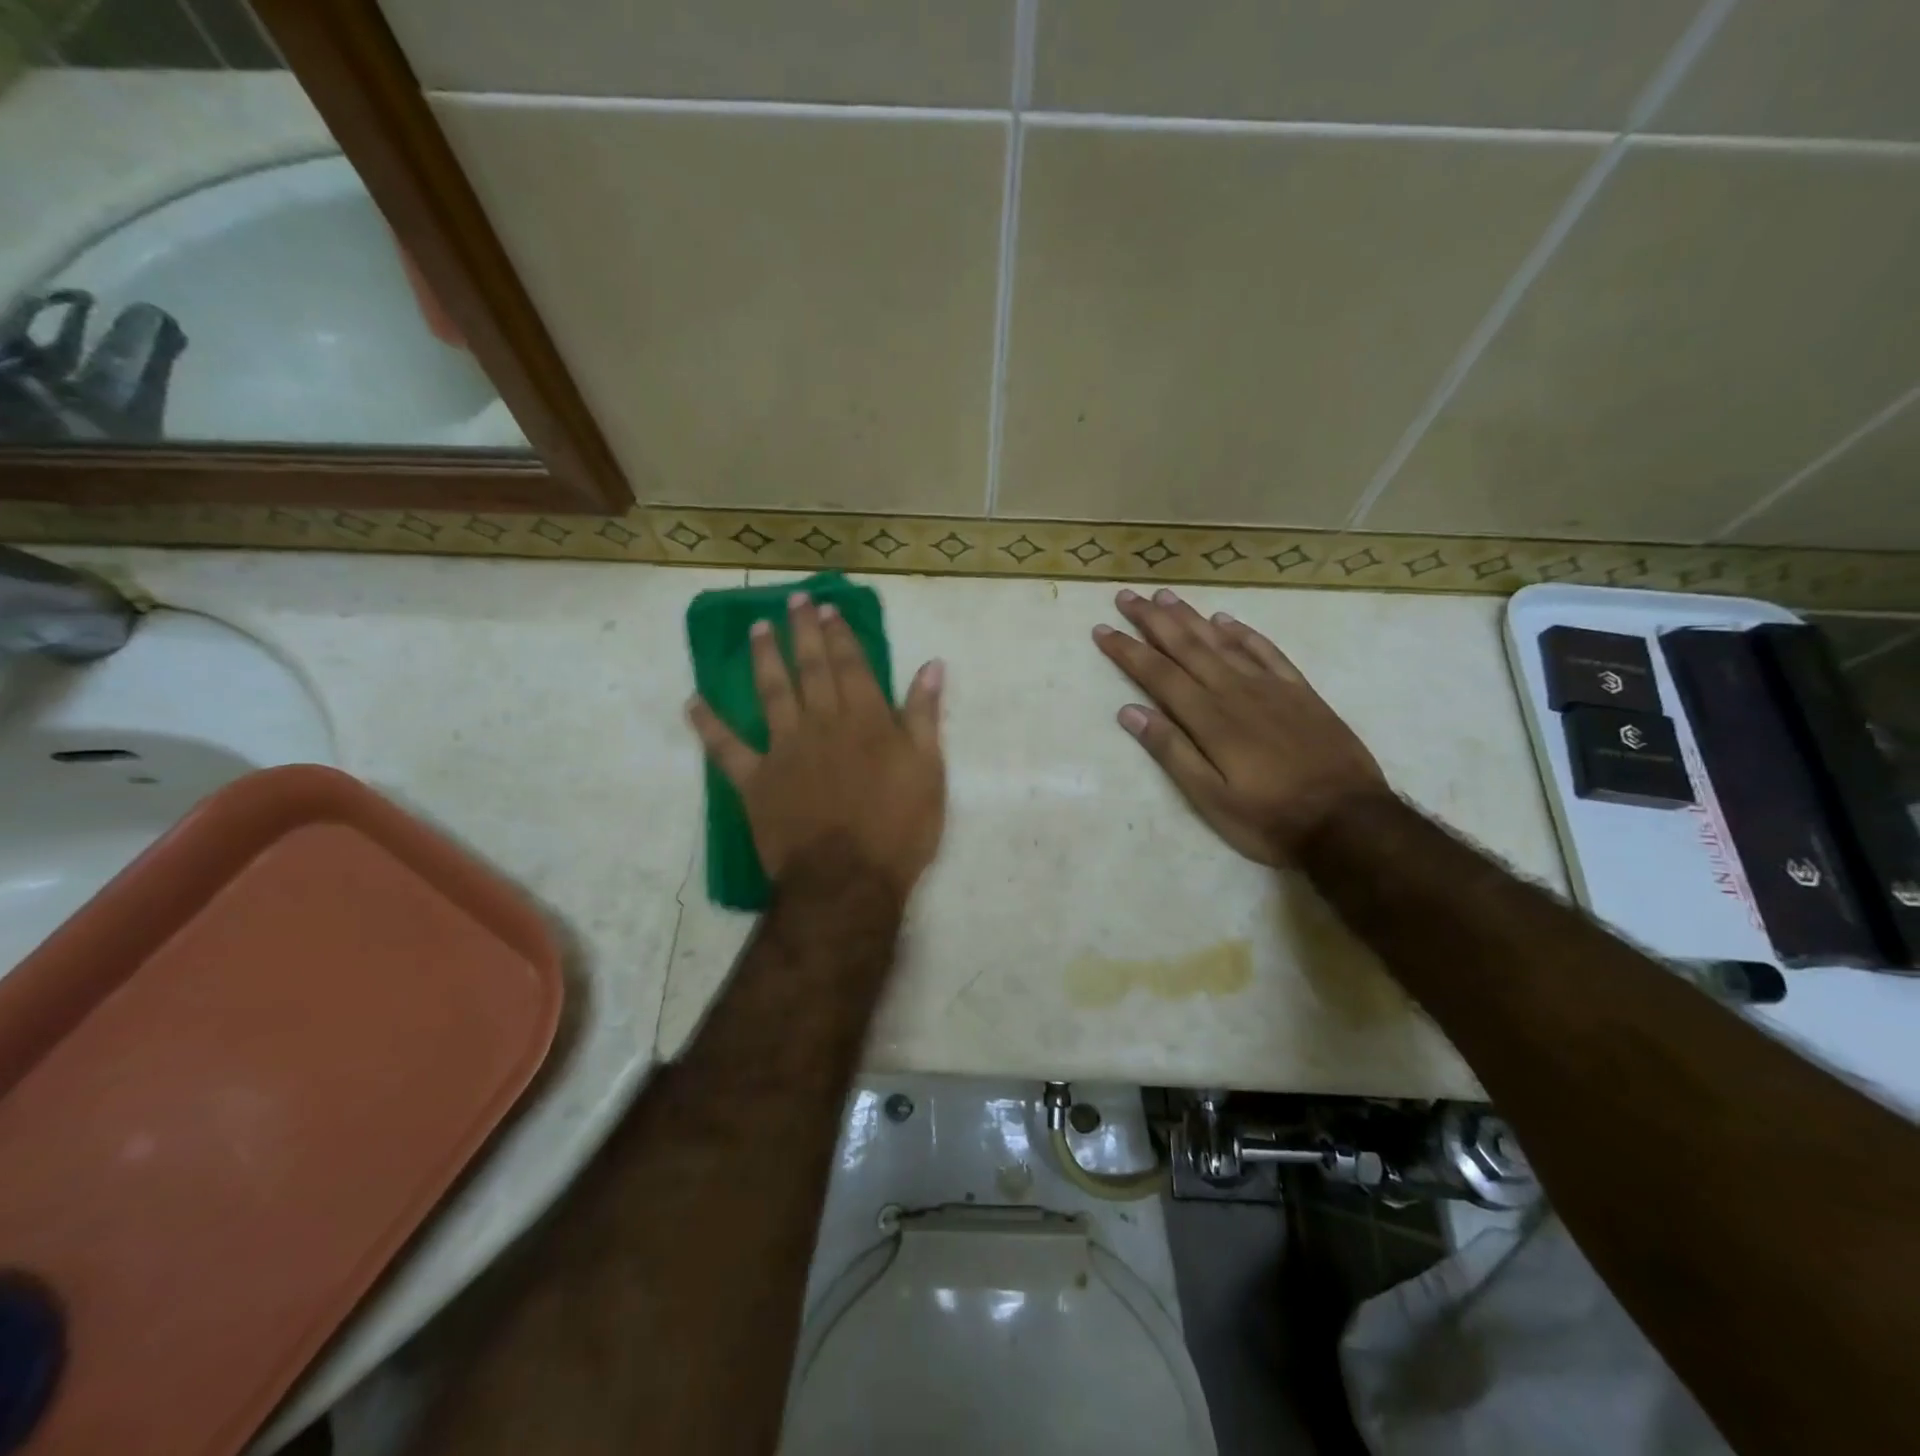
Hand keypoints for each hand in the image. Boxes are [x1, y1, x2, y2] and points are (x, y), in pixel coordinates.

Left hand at [689, 592, 946, 901]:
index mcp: (865, 719)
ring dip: (763, 658)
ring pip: (771, 693)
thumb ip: (924, 715)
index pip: (851, 664)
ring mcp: (784, 749)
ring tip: (756, 630)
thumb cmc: (898, 829)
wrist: (848, 881)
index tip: (827, 609)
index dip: (839, 634)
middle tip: (792, 601)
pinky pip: (726, 748)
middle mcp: (821, 723)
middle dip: (801, 632)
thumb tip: (931, 665)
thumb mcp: (928, 770)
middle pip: (810, 668)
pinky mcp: (755, 780)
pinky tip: (694, 703)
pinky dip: (708, 725)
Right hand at [1093, 588, 1386, 863]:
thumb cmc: (1270, 819)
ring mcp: (1271, 688)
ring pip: (1222, 641)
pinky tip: (1227, 620)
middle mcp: (1235, 692)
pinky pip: (1266, 651)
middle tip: (1127, 596)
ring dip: (1191, 617)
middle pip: (1186, 647)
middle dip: (1152, 621)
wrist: (1350, 821)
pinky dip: (1243, 632)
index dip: (1127, 651)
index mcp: (1209, 719)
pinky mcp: (1300, 692)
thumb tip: (1130, 712)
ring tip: (1166, 596)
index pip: (1158, 674)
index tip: (1102, 629)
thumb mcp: (1210, 799)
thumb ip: (1171, 752)